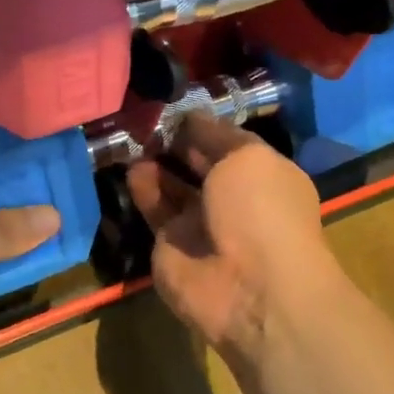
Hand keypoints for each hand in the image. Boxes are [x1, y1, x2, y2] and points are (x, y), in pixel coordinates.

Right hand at [126, 114, 336, 358]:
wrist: (249, 289)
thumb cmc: (260, 212)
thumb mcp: (247, 157)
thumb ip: (216, 135)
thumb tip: (192, 117)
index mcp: (263, 176)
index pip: (229, 143)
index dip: (204, 124)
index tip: (174, 104)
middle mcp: (233, 199)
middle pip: (198, 164)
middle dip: (176, 142)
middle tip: (144, 116)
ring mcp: (201, 224)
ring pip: (173, 186)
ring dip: (155, 162)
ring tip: (132, 136)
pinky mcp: (170, 245)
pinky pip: (154, 211)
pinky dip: (142, 188)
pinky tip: (130, 166)